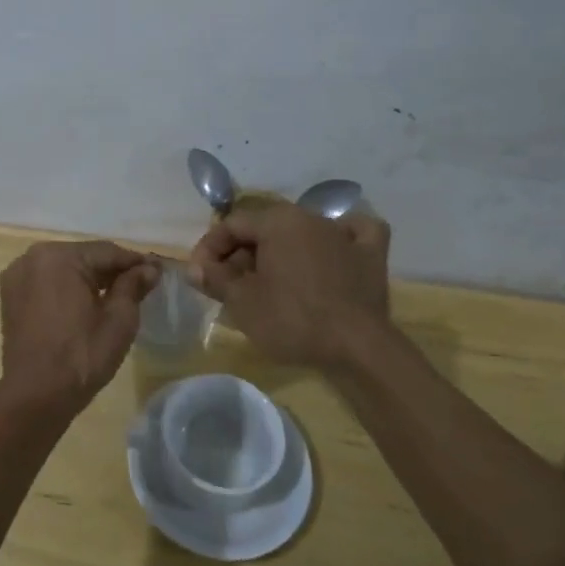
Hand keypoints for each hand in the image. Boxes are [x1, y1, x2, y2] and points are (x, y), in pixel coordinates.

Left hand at [0, 241, 159, 414]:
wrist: (35, 396)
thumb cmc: (81, 356)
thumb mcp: (118, 320)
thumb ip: (133, 286)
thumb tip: (149, 268)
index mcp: (59, 257)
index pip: (107, 252)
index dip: (136, 262)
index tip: (159, 270)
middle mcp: (33, 257)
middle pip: (84, 257)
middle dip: (112, 270)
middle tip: (142, 283)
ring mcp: (17, 275)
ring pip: (64, 269)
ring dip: (89, 278)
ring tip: (118, 294)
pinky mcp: (10, 295)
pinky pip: (47, 282)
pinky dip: (67, 288)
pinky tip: (86, 303)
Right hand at [187, 202, 391, 368]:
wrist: (357, 348)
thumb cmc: (292, 320)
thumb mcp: (241, 302)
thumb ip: (215, 278)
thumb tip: (194, 268)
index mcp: (277, 220)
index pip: (231, 224)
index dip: (209, 249)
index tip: (200, 276)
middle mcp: (310, 216)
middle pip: (264, 229)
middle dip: (241, 255)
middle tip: (228, 287)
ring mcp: (344, 234)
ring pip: (301, 234)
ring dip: (279, 253)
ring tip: (267, 284)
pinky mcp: (370, 256)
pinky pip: (352, 235)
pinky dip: (339, 240)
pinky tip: (333, 250)